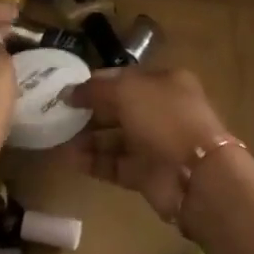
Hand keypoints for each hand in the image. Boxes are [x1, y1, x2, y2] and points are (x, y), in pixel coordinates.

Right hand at [49, 66, 229, 221]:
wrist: (195, 176)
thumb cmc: (164, 119)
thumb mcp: (128, 91)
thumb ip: (95, 89)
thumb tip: (69, 92)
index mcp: (165, 82)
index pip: (125, 77)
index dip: (96, 82)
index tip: (67, 90)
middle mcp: (161, 110)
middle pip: (119, 107)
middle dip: (89, 110)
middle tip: (58, 114)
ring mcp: (154, 143)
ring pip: (115, 137)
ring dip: (87, 137)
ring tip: (58, 138)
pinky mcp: (146, 173)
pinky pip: (114, 164)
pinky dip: (93, 162)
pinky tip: (69, 159)